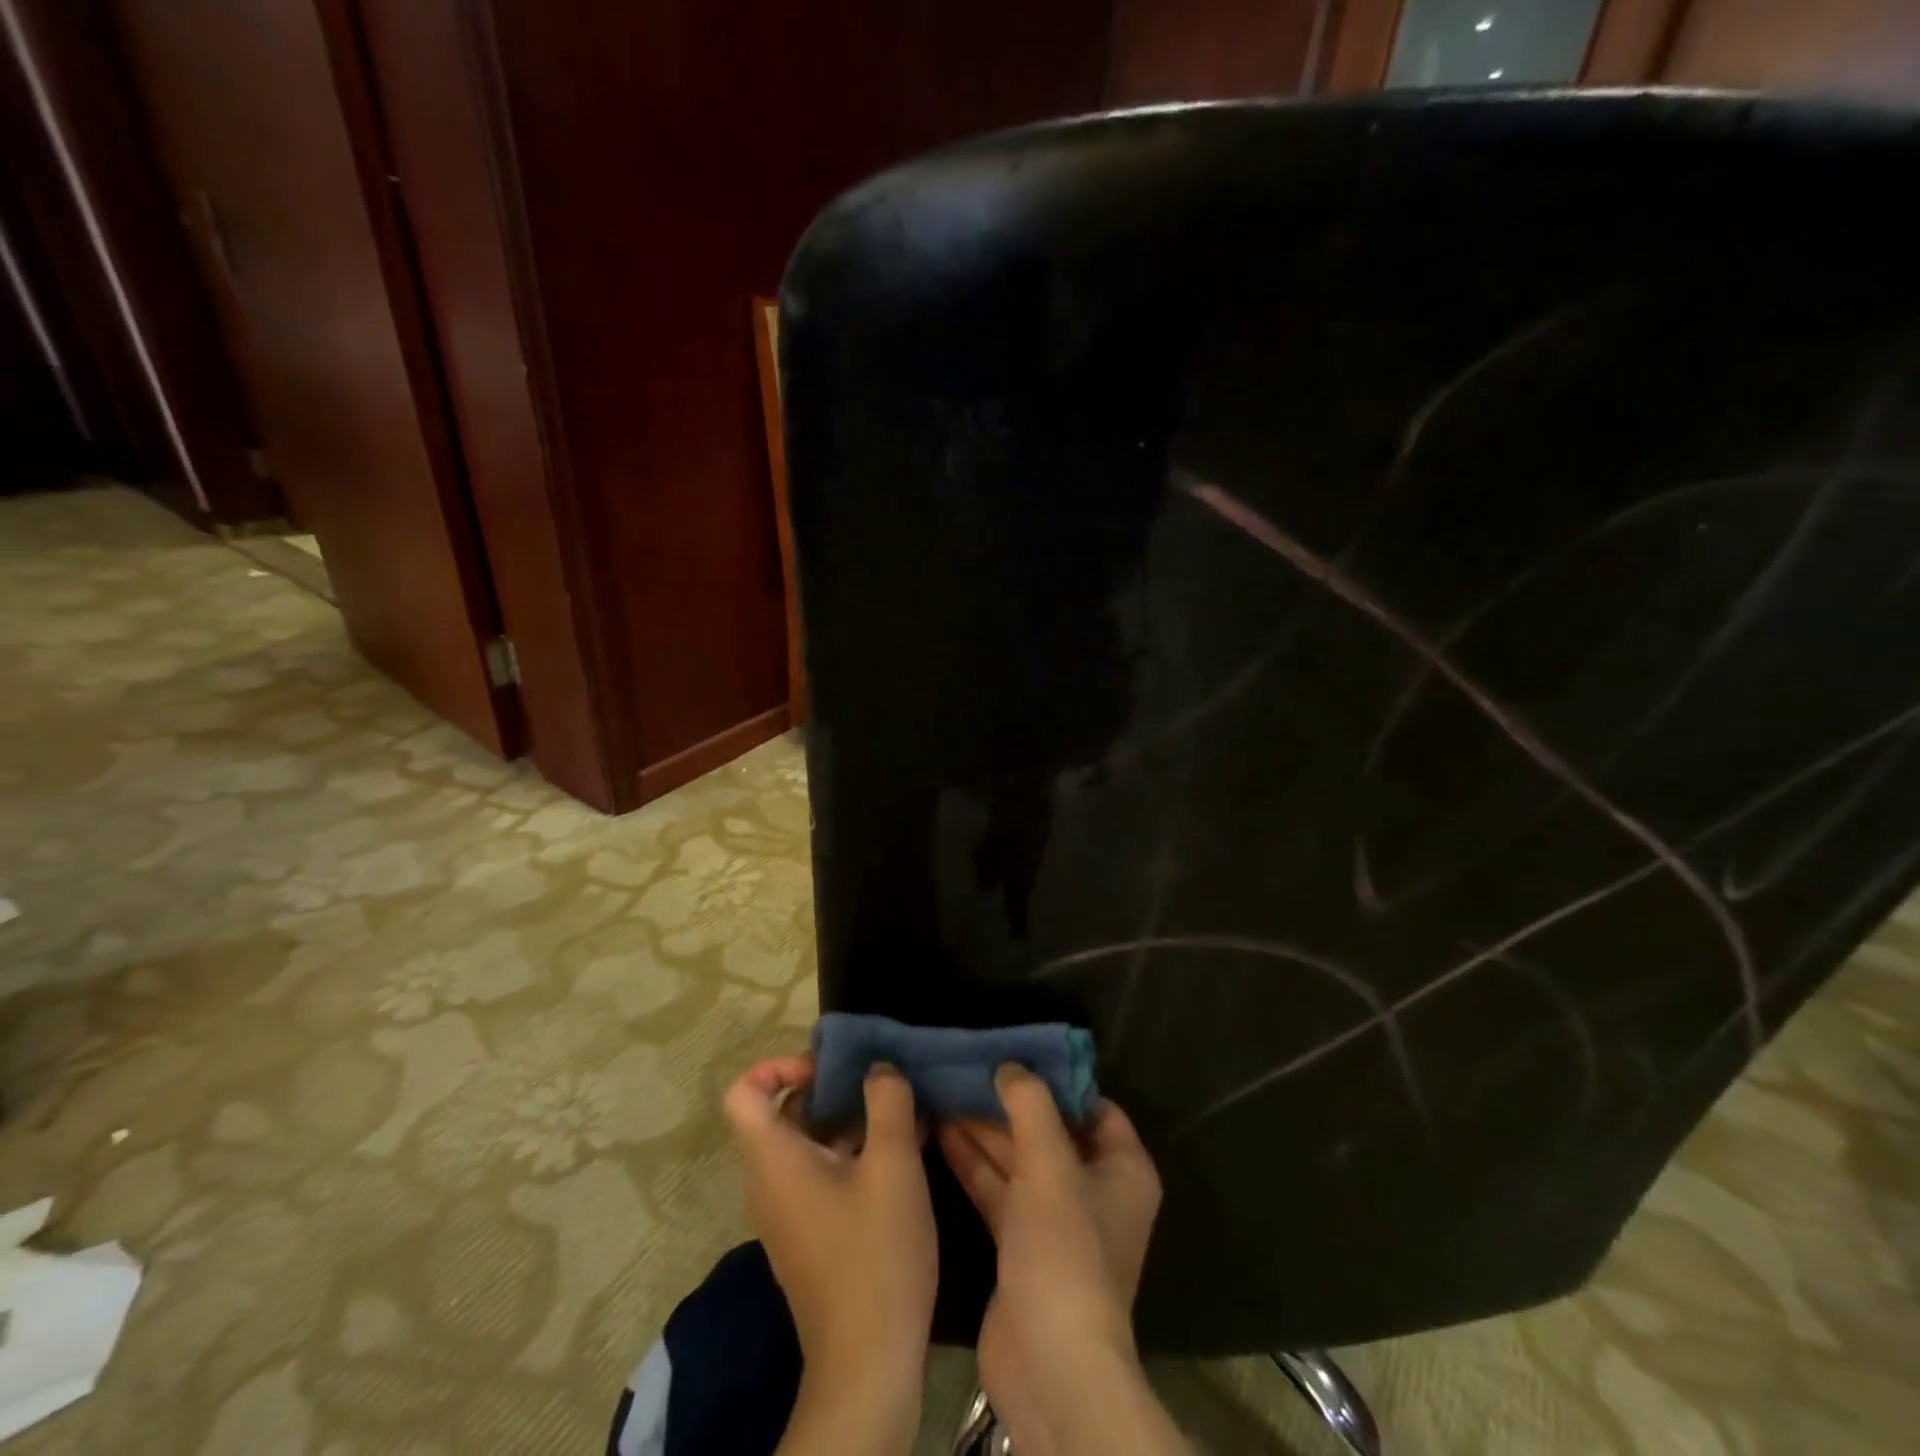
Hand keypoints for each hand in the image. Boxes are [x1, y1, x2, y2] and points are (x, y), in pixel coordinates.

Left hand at [724, 1056, 935, 1452]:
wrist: (868, 1366)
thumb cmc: (875, 1254)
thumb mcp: (893, 1165)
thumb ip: (888, 1102)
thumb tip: (879, 1067)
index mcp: (773, 1160)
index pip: (744, 1092)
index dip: (778, 1065)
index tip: (828, 1068)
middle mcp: (769, 1182)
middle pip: (781, 1113)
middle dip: (829, 1088)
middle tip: (877, 1083)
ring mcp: (788, 1213)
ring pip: (806, 1143)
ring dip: (848, 1121)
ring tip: (899, 1113)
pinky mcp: (810, 1235)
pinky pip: (820, 1174)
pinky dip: (851, 1153)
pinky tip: (901, 1154)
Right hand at [940, 1067, 1182, 1455]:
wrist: (1049, 1365)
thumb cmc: (1065, 1251)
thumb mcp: (1050, 1164)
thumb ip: (1030, 1105)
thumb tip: (1009, 1065)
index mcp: (1123, 1169)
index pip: (1094, 1106)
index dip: (1056, 1079)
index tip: (1014, 1052)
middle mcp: (1094, 1190)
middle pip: (1049, 1130)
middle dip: (1008, 1101)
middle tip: (966, 1066)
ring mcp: (1056, 1221)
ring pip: (1018, 1159)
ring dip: (984, 1129)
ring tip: (944, 1088)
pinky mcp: (1021, 1245)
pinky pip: (998, 1189)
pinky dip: (974, 1162)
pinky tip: (940, 1130)